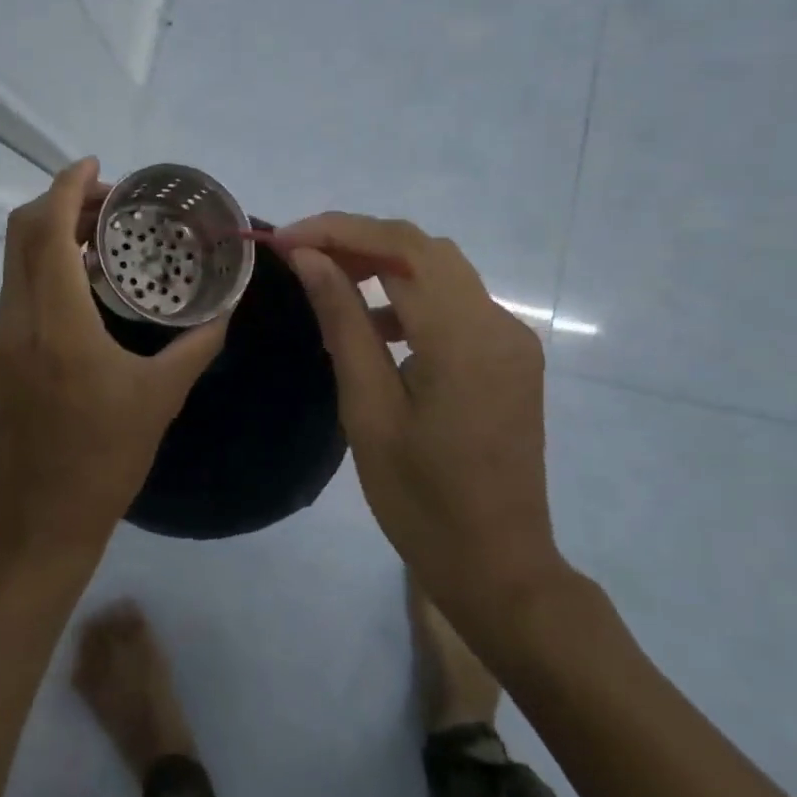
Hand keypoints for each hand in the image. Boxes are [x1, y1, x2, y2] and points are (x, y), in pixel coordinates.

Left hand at [0, 158, 228, 568]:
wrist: (37, 525)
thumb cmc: (104, 462)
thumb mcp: (161, 399)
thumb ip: (198, 344)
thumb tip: (227, 306)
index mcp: (58, 326)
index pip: (47, 232)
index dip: (67, 187)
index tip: (97, 166)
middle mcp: (17, 322)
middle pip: (21, 234)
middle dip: (61, 201)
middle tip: (111, 202)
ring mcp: (0, 340)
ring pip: (15, 262)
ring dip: (51, 234)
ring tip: (104, 237)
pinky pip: (18, 291)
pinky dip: (45, 267)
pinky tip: (86, 286)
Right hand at [275, 214, 577, 612]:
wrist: (498, 567)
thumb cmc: (421, 500)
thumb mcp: (369, 409)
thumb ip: (343, 323)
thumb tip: (310, 259)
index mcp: (465, 338)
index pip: (402, 247)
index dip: (339, 230)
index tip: (286, 240)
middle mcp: (498, 324)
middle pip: (424, 249)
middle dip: (359, 240)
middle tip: (301, 256)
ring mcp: (510, 340)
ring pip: (441, 271)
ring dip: (384, 264)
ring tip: (328, 282)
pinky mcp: (508, 358)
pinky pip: (455, 305)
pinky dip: (410, 297)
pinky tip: (375, 328)